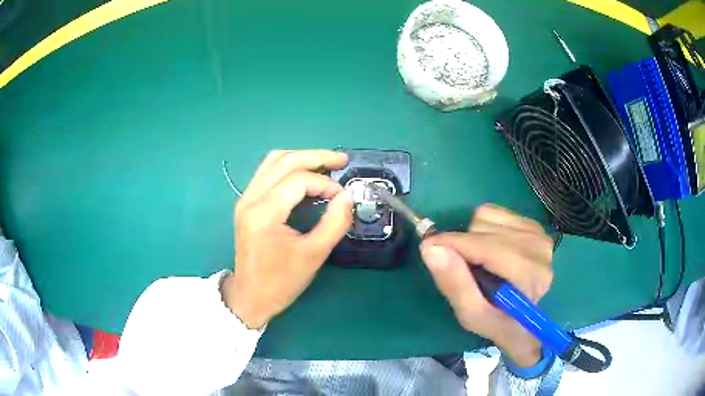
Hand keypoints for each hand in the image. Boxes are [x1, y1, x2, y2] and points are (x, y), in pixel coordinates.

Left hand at [221, 150, 353, 328]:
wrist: (250, 297)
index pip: (299, 180)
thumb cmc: (281, 282)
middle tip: (341, 160)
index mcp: (264, 213)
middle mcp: (250, 199)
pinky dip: (288, 168)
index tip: (343, 198)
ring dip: (301, 159)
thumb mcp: (314, 255)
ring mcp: (245, 199)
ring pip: (273, 162)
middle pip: (284, 160)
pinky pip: (267, 173)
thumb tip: (348, 196)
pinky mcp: (245, 204)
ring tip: (325, 164)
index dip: (326, 184)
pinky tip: (305, 176)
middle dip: (316, 157)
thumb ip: (335, 223)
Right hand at [420, 204, 553, 366]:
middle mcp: (538, 248)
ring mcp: (537, 233)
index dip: (455, 244)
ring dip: (471, 238)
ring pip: (486, 217)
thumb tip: (431, 248)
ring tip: (478, 263)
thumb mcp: (471, 315)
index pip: (489, 248)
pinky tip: (489, 250)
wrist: (524, 320)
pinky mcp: (532, 224)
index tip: (427, 247)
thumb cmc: (497, 323)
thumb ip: (454, 284)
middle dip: (463, 247)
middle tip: (458, 268)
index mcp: (530, 276)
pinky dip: (481, 228)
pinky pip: (493, 212)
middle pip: (485, 229)